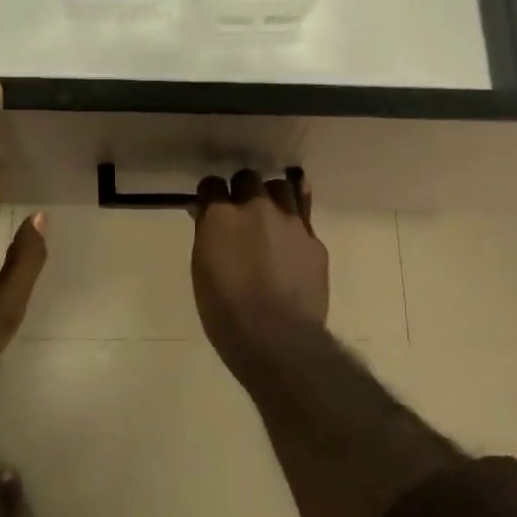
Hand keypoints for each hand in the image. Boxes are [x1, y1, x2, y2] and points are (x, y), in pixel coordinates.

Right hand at [190, 169, 328, 368]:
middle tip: (239, 213)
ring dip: (271, 197)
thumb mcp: (202, 273)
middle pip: (247, 179)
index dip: (210, 195)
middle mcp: (256, 208)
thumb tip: (206, 216)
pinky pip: (304, 213)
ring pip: (281, 187)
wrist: (278, 338)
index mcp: (221, 217)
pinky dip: (296, 216)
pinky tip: (292, 229)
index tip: (209, 207)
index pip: (211, 185)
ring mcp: (290, 221)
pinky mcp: (313, 238)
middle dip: (241, 190)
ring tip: (269, 215)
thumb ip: (207, 237)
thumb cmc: (226, 313)